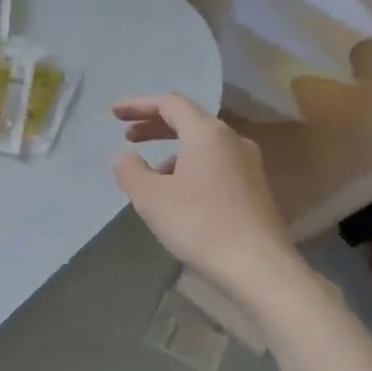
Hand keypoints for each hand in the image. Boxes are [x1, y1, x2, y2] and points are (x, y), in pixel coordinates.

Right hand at [112, 93, 294, 292]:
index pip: (170, 103)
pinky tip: (177, 193)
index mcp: (207, 133)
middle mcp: (232, 140)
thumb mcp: (151, 197)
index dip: (138, 105)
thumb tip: (124, 156)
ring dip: (172, 149)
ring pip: (203, 144)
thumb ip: (130, 170)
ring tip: (149, 171)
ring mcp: (248, 164)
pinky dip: (190, 166)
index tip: (113, 114)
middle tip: (127, 135)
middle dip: (154, 124)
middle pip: (188, 120)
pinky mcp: (254, 188)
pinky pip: (215, 164)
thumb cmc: (200, 224)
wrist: (258, 267)